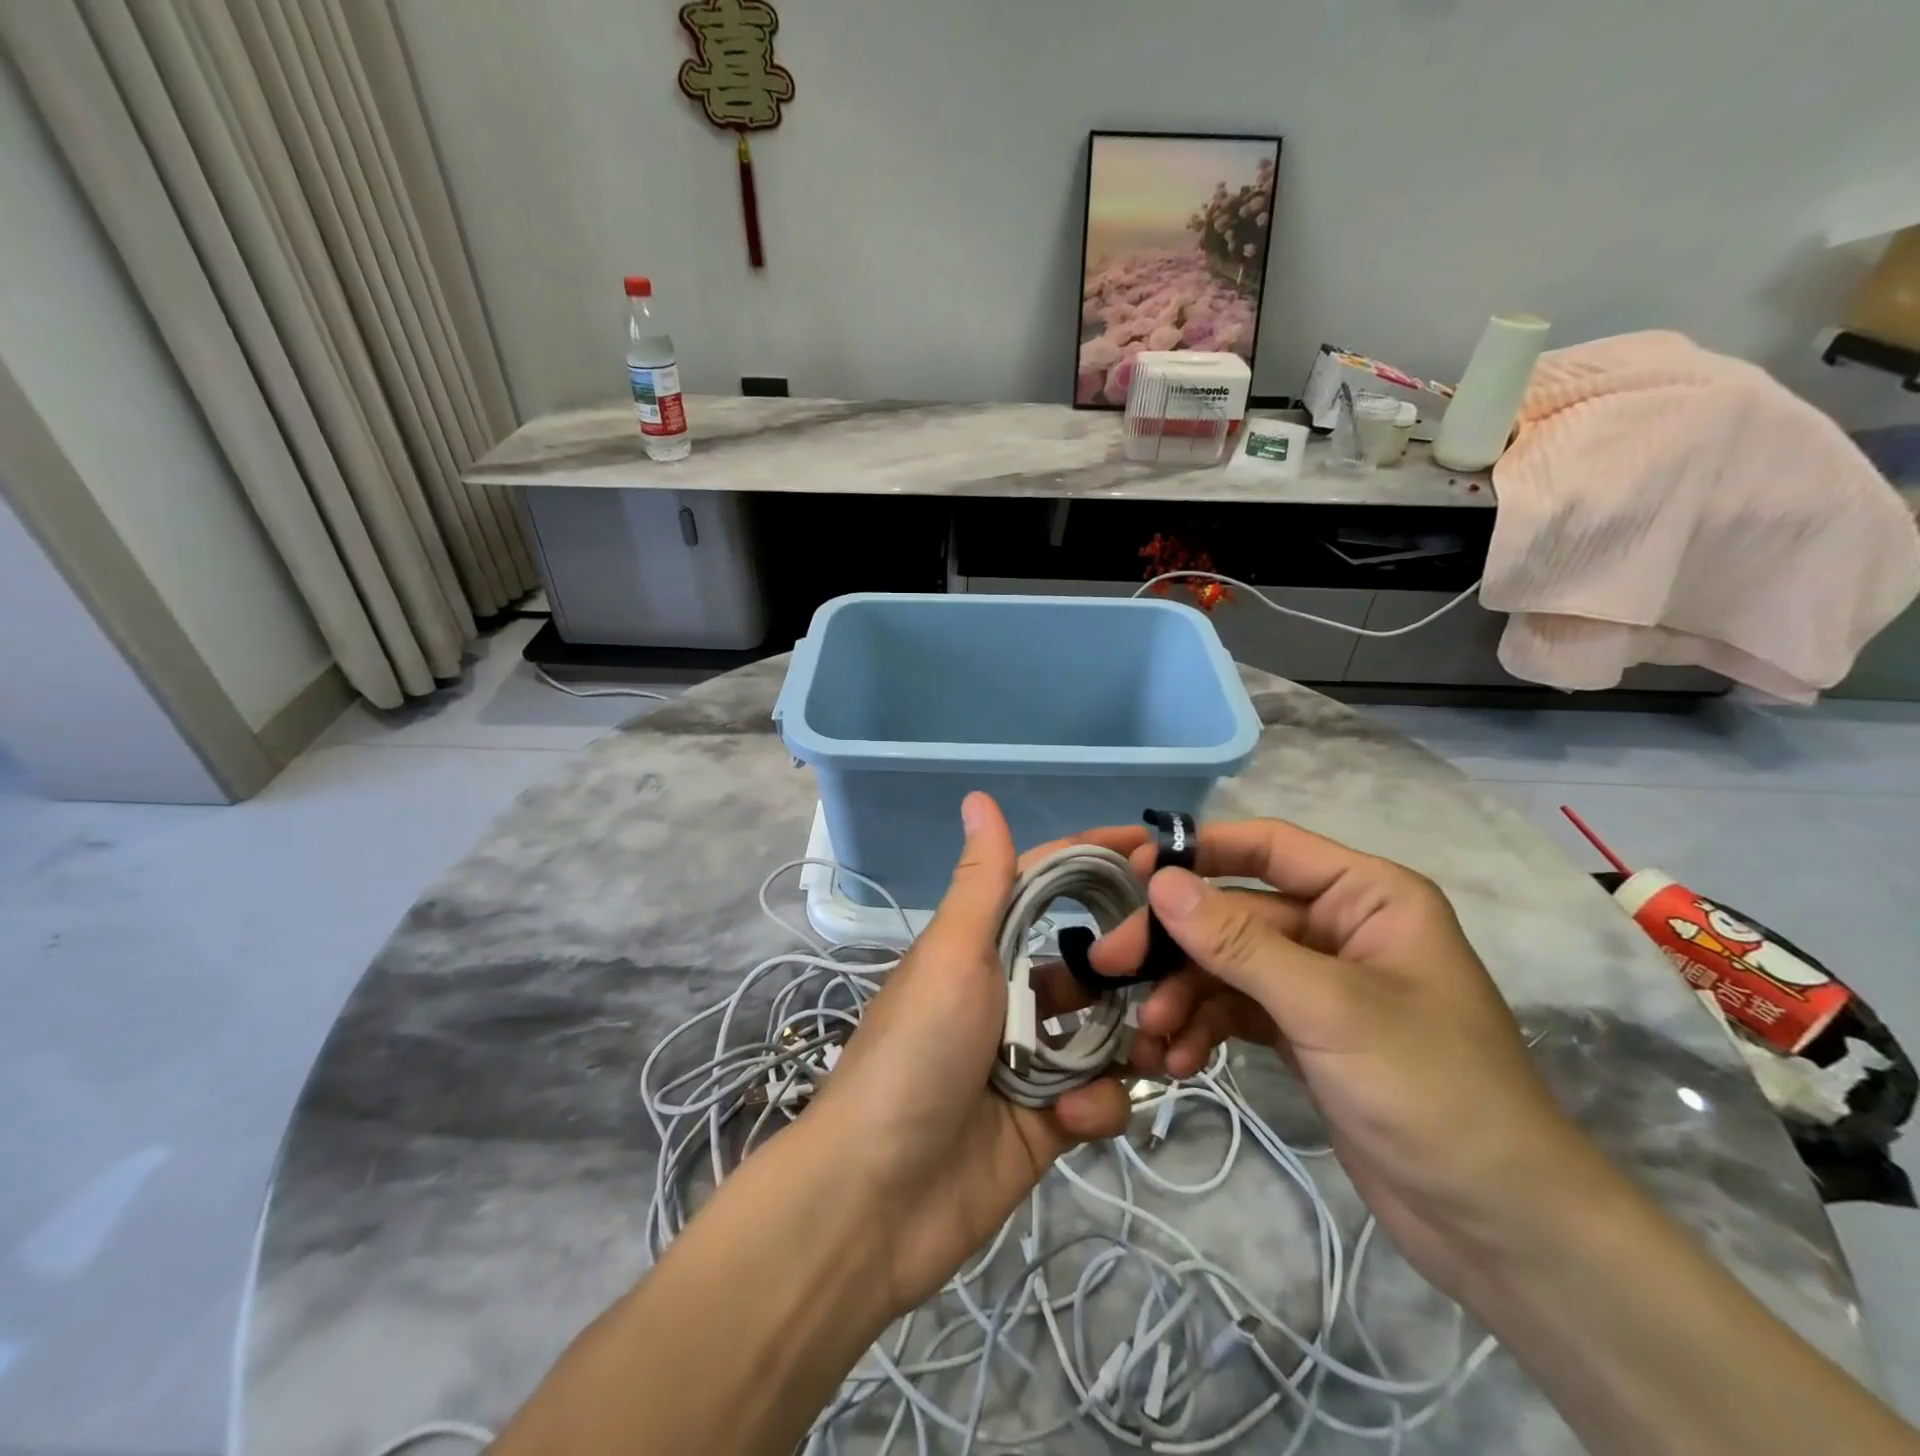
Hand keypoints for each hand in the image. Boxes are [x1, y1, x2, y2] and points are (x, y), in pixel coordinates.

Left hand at [808, 792, 1133, 1315]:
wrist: (876, 1198)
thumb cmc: (916, 1054)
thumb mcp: (951, 956)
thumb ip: (982, 881)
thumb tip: (977, 795)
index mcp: (981, 948)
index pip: (1048, 885)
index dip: (1096, 861)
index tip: (1157, 849)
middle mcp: (1007, 995)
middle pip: (1089, 962)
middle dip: (1132, 963)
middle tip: (1179, 963)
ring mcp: (1028, 1061)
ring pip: (1104, 1031)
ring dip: (1131, 1038)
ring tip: (1157, 1046)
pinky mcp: (1046, 1123)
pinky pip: (1097, 1098)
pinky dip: (1098, 1104)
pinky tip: (1077, 1118)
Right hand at [1078, 817, 1604, 1297]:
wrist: (1502, 1230)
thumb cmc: (1432, 1092)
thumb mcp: (1328, 1008)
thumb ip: (1238, 943)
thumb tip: (1160, 882)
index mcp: (1367, 896)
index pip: (1268, 847)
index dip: (1199, 852)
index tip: (1133, 873)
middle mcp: (1339, 927)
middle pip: (1235, 914)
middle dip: (1176, 945)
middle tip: (1112, 966)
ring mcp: (1318, 983)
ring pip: (1228, 966)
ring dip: (1184, 996)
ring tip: (1151, 1036)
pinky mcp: (1304, 1032)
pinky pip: (1237, 1010)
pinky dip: (1204, 1028)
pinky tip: (1179, 1059)